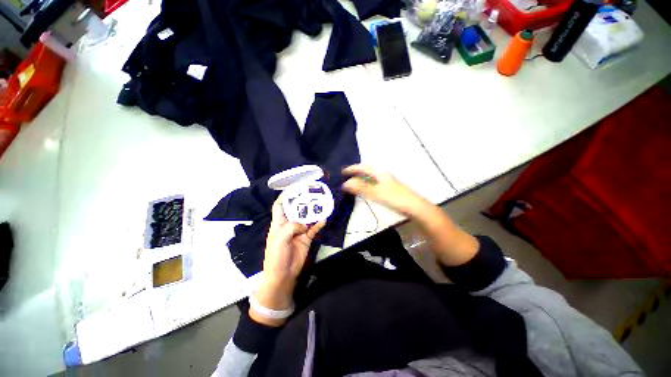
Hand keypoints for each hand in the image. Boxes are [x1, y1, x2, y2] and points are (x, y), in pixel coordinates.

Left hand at [251, 194, 324, 325]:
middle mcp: (289, 224)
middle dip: (302, 201)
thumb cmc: (276, 255)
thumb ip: (292, 227)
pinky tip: (324, 219)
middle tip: (312, 193)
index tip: (293, 189)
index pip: (279, 206)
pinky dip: (319, 224)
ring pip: (307, 218)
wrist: (283, 275)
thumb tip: (305, 225)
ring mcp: (299, 231)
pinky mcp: (307, 238)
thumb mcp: (280, 238)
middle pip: (296, 210)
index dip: (284, 197)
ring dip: (313, 212)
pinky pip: (314, 229)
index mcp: (279, 223)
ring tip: (321, 203)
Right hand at [344, 164, 478, 266]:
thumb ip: (361, 187)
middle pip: (368, 170)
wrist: (419, 210)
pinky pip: (376, 185)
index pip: (364, 167)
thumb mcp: (378, 193)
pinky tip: (366, 192)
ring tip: (352, 184)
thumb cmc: (399, 200)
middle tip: (346, 177)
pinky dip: (368, 186)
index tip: (342, 172)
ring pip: (372, 178)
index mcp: (382, 173)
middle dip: (356, 172)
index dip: (353, 168)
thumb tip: (346, 183)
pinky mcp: (392, 192)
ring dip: (362, 179)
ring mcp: (389, 183)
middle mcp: (385, 176)